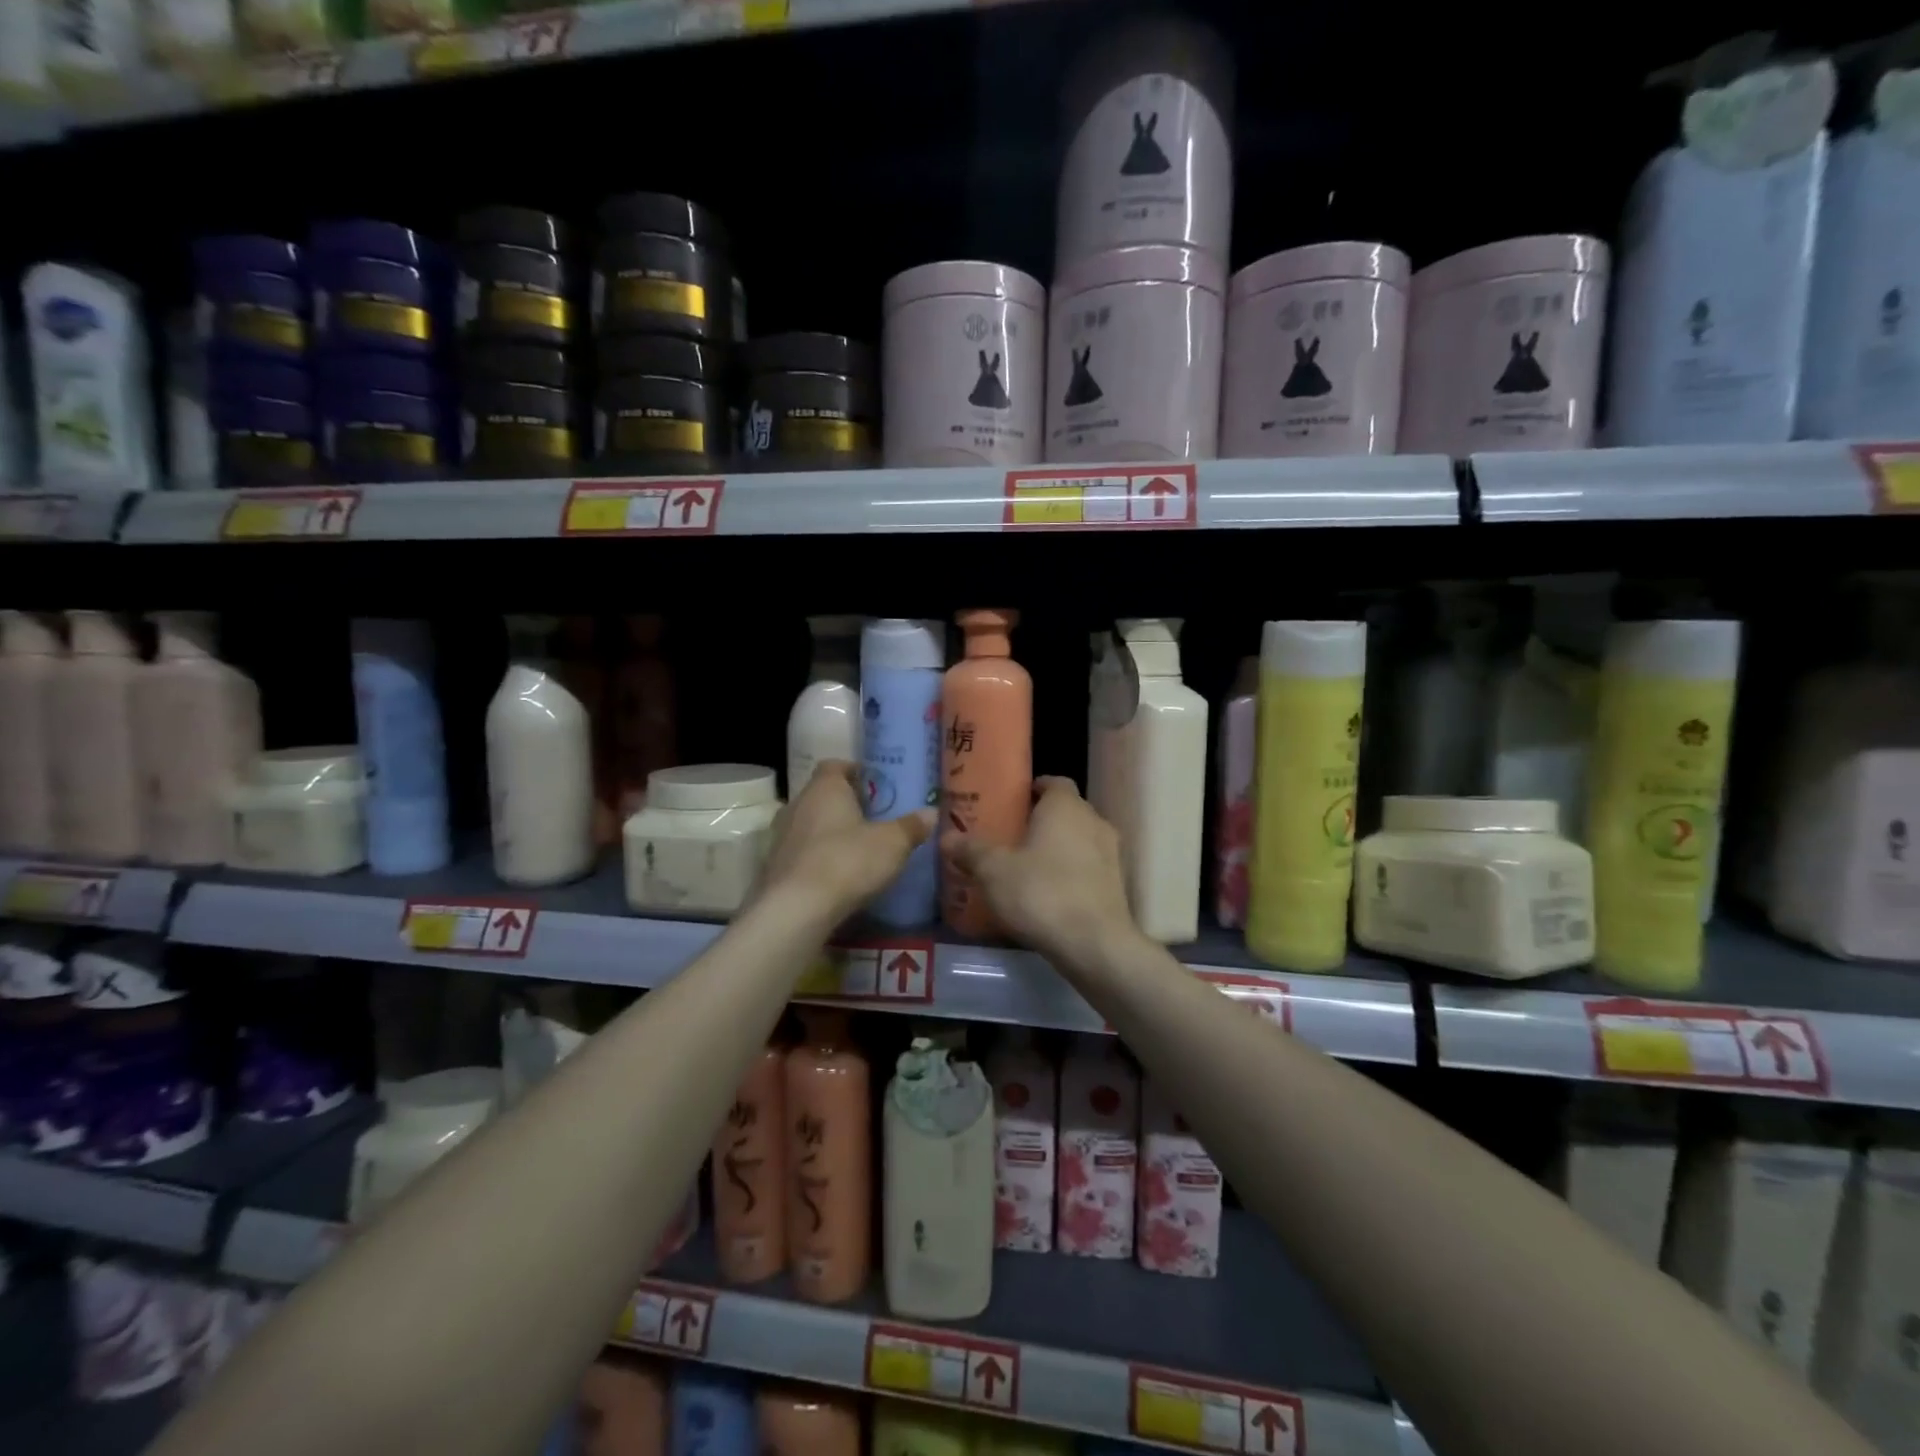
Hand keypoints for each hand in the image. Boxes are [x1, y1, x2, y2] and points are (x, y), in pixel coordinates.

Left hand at [757, 761, 934, 923]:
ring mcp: (781, 835)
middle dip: (846, 804)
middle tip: (873, 819)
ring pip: (810, 824)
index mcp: (825, 788)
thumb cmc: (847, 862)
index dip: (855, 772)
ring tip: (857, 849)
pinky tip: (837, 875)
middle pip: (822, 794)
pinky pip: (801, 852)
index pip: (835, 765)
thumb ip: (912, 826)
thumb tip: (930, 812)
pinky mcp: (774, 866)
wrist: (795, 910)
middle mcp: (798, 803)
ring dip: (830, 832)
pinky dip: (817, 858)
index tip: (876, 786)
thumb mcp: (892, 844)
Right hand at [946, 777, 1141, 972]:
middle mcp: (1094, 821)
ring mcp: (1111, 853)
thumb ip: (971, 850)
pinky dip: (1072, 872)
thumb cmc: (1041, 893)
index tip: (1012, 803)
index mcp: (1065, 806)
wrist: (1094, 944)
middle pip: (1067, 810)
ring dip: (1058, 847)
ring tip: (1028, 867)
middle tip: (1012, 836)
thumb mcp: (994, 871)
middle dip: (1042, 819)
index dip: (1034, 789)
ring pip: (1080, 839)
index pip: (1054, 782)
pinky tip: (1049, 894)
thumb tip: (946, 837)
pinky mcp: (1117, 884)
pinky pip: (1089, 867)